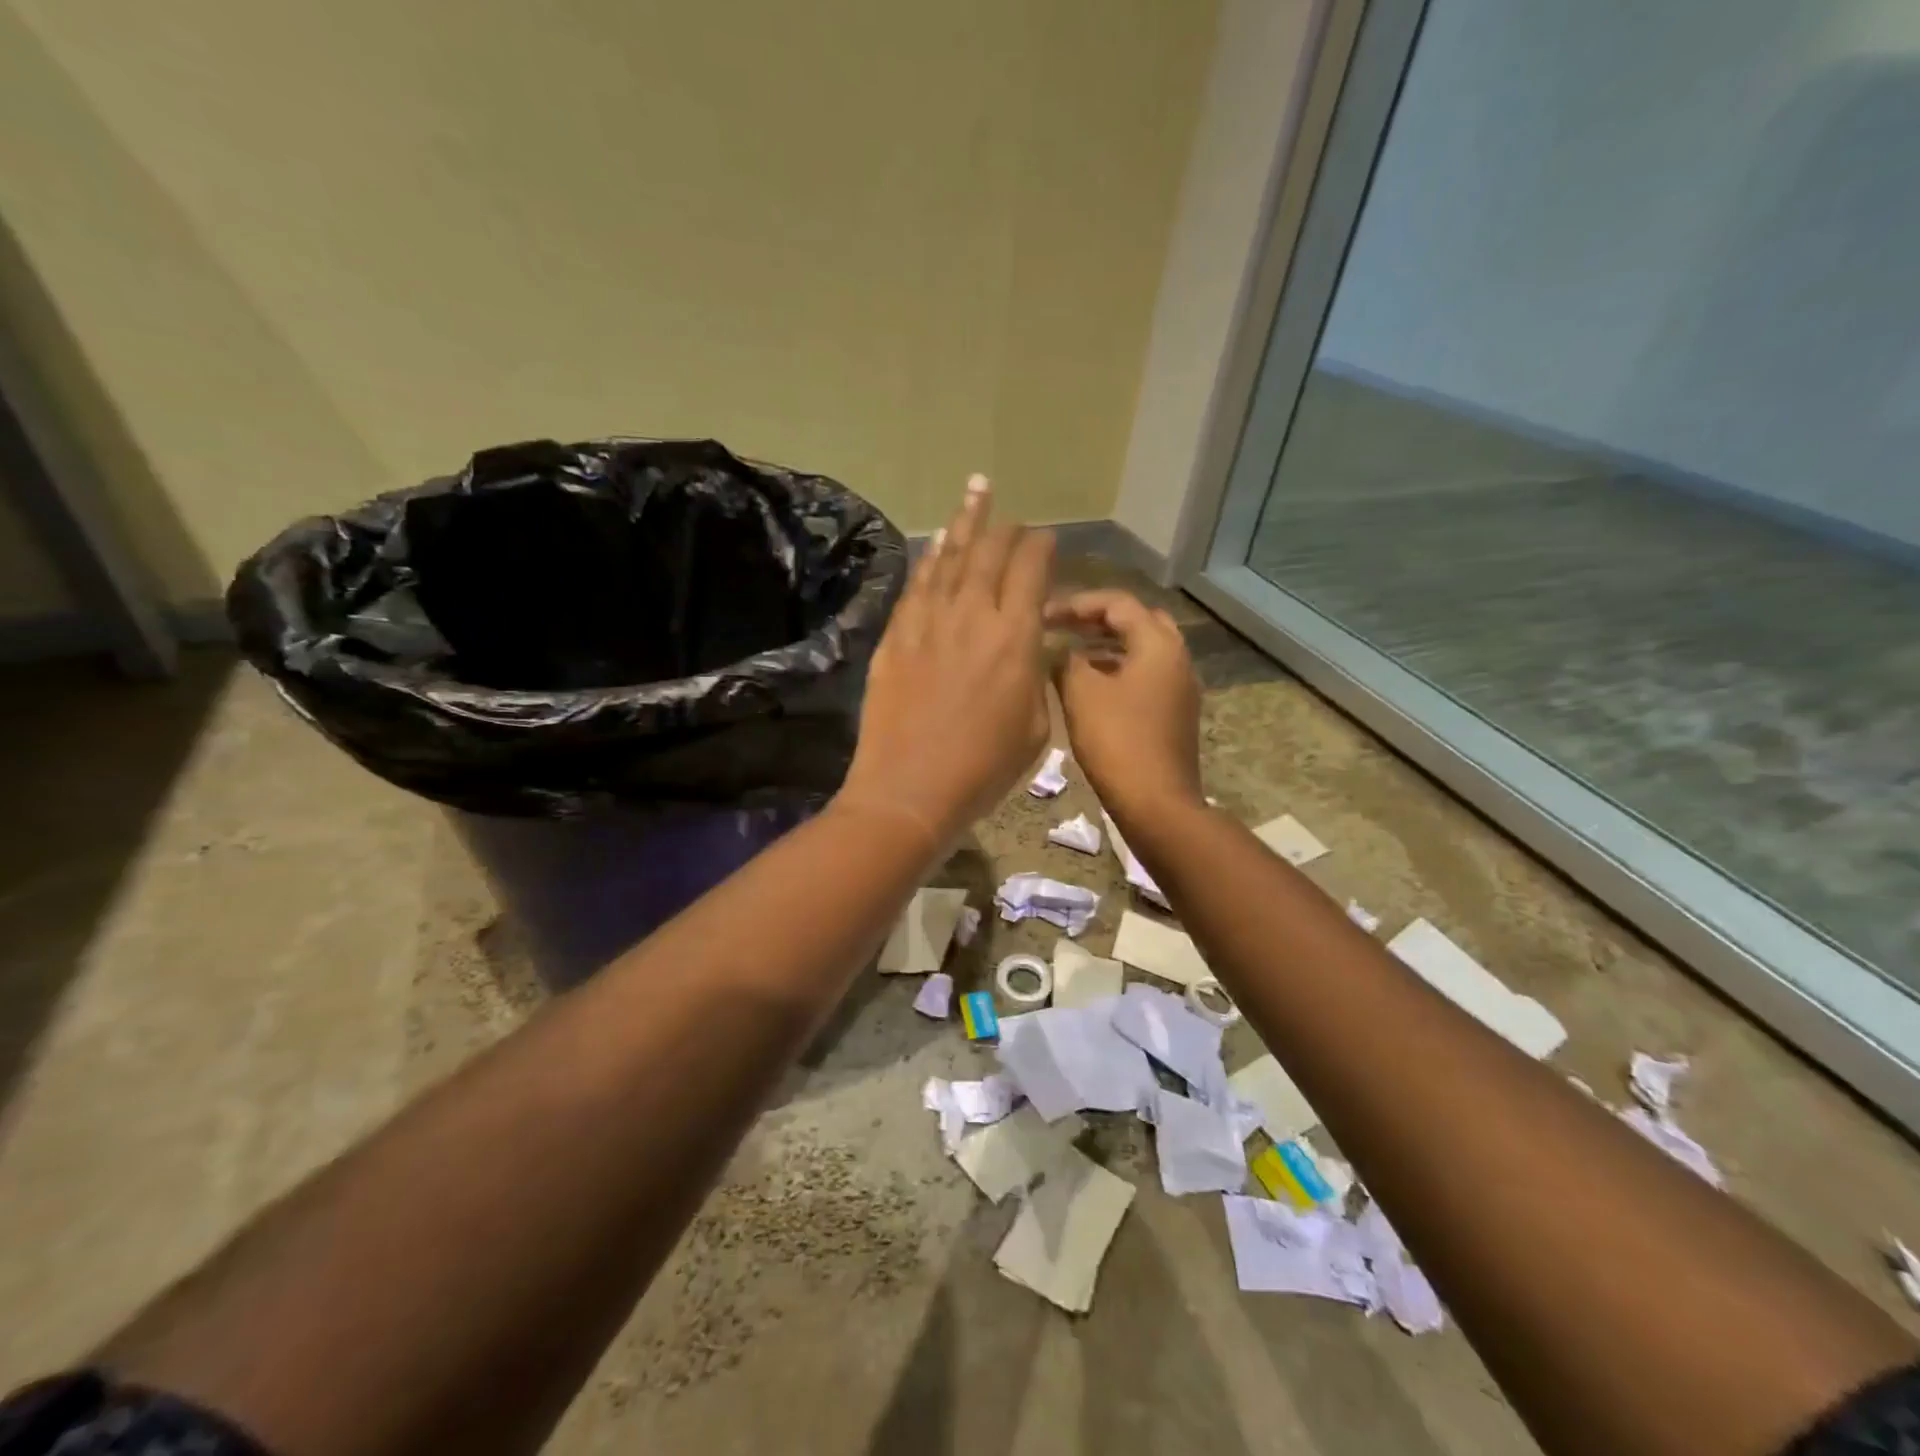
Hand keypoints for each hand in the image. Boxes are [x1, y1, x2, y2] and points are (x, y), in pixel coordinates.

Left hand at [836, 476, 1053, 848]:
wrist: (909, 790)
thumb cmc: (983, 769)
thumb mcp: (1035, 726)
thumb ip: (1034, 674)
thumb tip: (1029, 645)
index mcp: (1015, 636)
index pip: (1031, 568)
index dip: (1041, 547)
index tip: (1046, 542)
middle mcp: (971, 614)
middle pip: (989, 551)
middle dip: (1004, 526)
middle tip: (1009, 510)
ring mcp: (927, 621)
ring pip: (949, 556)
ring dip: (964, 522)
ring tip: (975, 490)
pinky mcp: (895, 636)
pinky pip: (916, 584)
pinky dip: (929, 558)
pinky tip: (935, 544)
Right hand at [1047, 589, 1202, 824]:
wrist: (1156, 803)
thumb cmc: (1117, 741)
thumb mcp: (1081, 694)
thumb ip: (1066, 660)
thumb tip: (1058, 648)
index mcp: (1159, 645)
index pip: (1118, 603)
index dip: (1078, 603)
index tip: (1044, 614)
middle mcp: (1177, 658)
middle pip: (1138, 621)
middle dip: (1098, 620)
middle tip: (1065, 627)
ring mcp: (1179, 688)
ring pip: (1142, 650)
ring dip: (1107, 645)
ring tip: (1070, 653)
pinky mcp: (1174, 713)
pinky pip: (1145, 675)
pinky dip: (1118, 669)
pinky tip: (1090, 686)